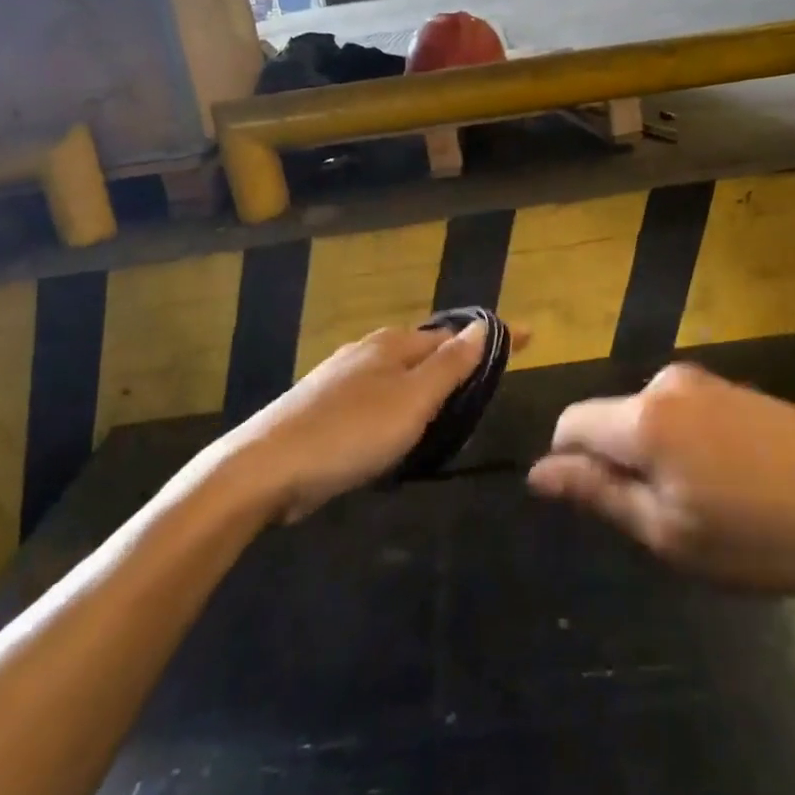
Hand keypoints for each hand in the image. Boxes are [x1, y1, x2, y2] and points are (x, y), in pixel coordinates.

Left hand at [217, 322, 509, 521]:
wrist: (265, 468)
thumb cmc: (350, 432)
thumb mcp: (412, 400)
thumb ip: (450, 364)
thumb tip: (484, 325)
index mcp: (393, 343)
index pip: (456, 332)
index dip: (492, 336)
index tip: (528, 337)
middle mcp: (368, 351)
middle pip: (427, 349)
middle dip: (459, 359)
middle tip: (492, 380)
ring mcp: (342, 378)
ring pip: (401, 375)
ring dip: (430, 384)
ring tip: (455, 406)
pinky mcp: (326, 408)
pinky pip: (380, 398)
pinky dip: (403, 406)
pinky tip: (403, 429)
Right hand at [528, 363, 794, 594]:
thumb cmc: (757, 536)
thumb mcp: (667, 532)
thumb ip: (597, 493)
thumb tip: (538, 472)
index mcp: (643, 417)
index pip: (571, 422)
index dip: (569, 462)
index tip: (602, 505)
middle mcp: (667, 383)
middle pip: (613, 420)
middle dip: (622, 463)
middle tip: (669, 519)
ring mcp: (708, 381)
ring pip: (651, 418)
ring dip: (659, 456)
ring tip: (710, 505)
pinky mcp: (739, 388)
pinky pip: (687, 412)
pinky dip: (690, 444)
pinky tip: (737, 482)